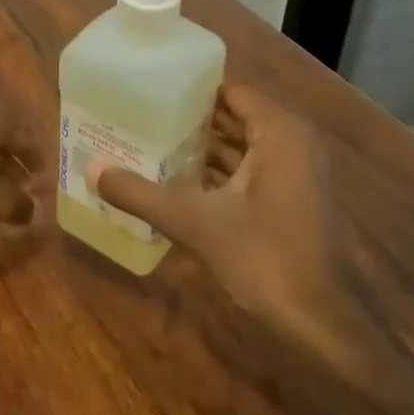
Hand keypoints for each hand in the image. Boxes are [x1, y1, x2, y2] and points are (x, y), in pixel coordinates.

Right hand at [92, 85, 372, 359]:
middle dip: (191, 121)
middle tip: (142, 118)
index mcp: (280, 134)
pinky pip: (252, 174)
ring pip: (243, 149)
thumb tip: (92, 170)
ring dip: (203, 150)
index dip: (191, 91)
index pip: (231, 92)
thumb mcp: (194, 223)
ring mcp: (298, 176)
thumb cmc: (264, 258)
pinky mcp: (295, 203)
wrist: (322, 323)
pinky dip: (220, 176)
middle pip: (235, 119)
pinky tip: (180, 184)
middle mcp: (294, 145)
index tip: (151, 92)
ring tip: (152, 146)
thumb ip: (141, 195)